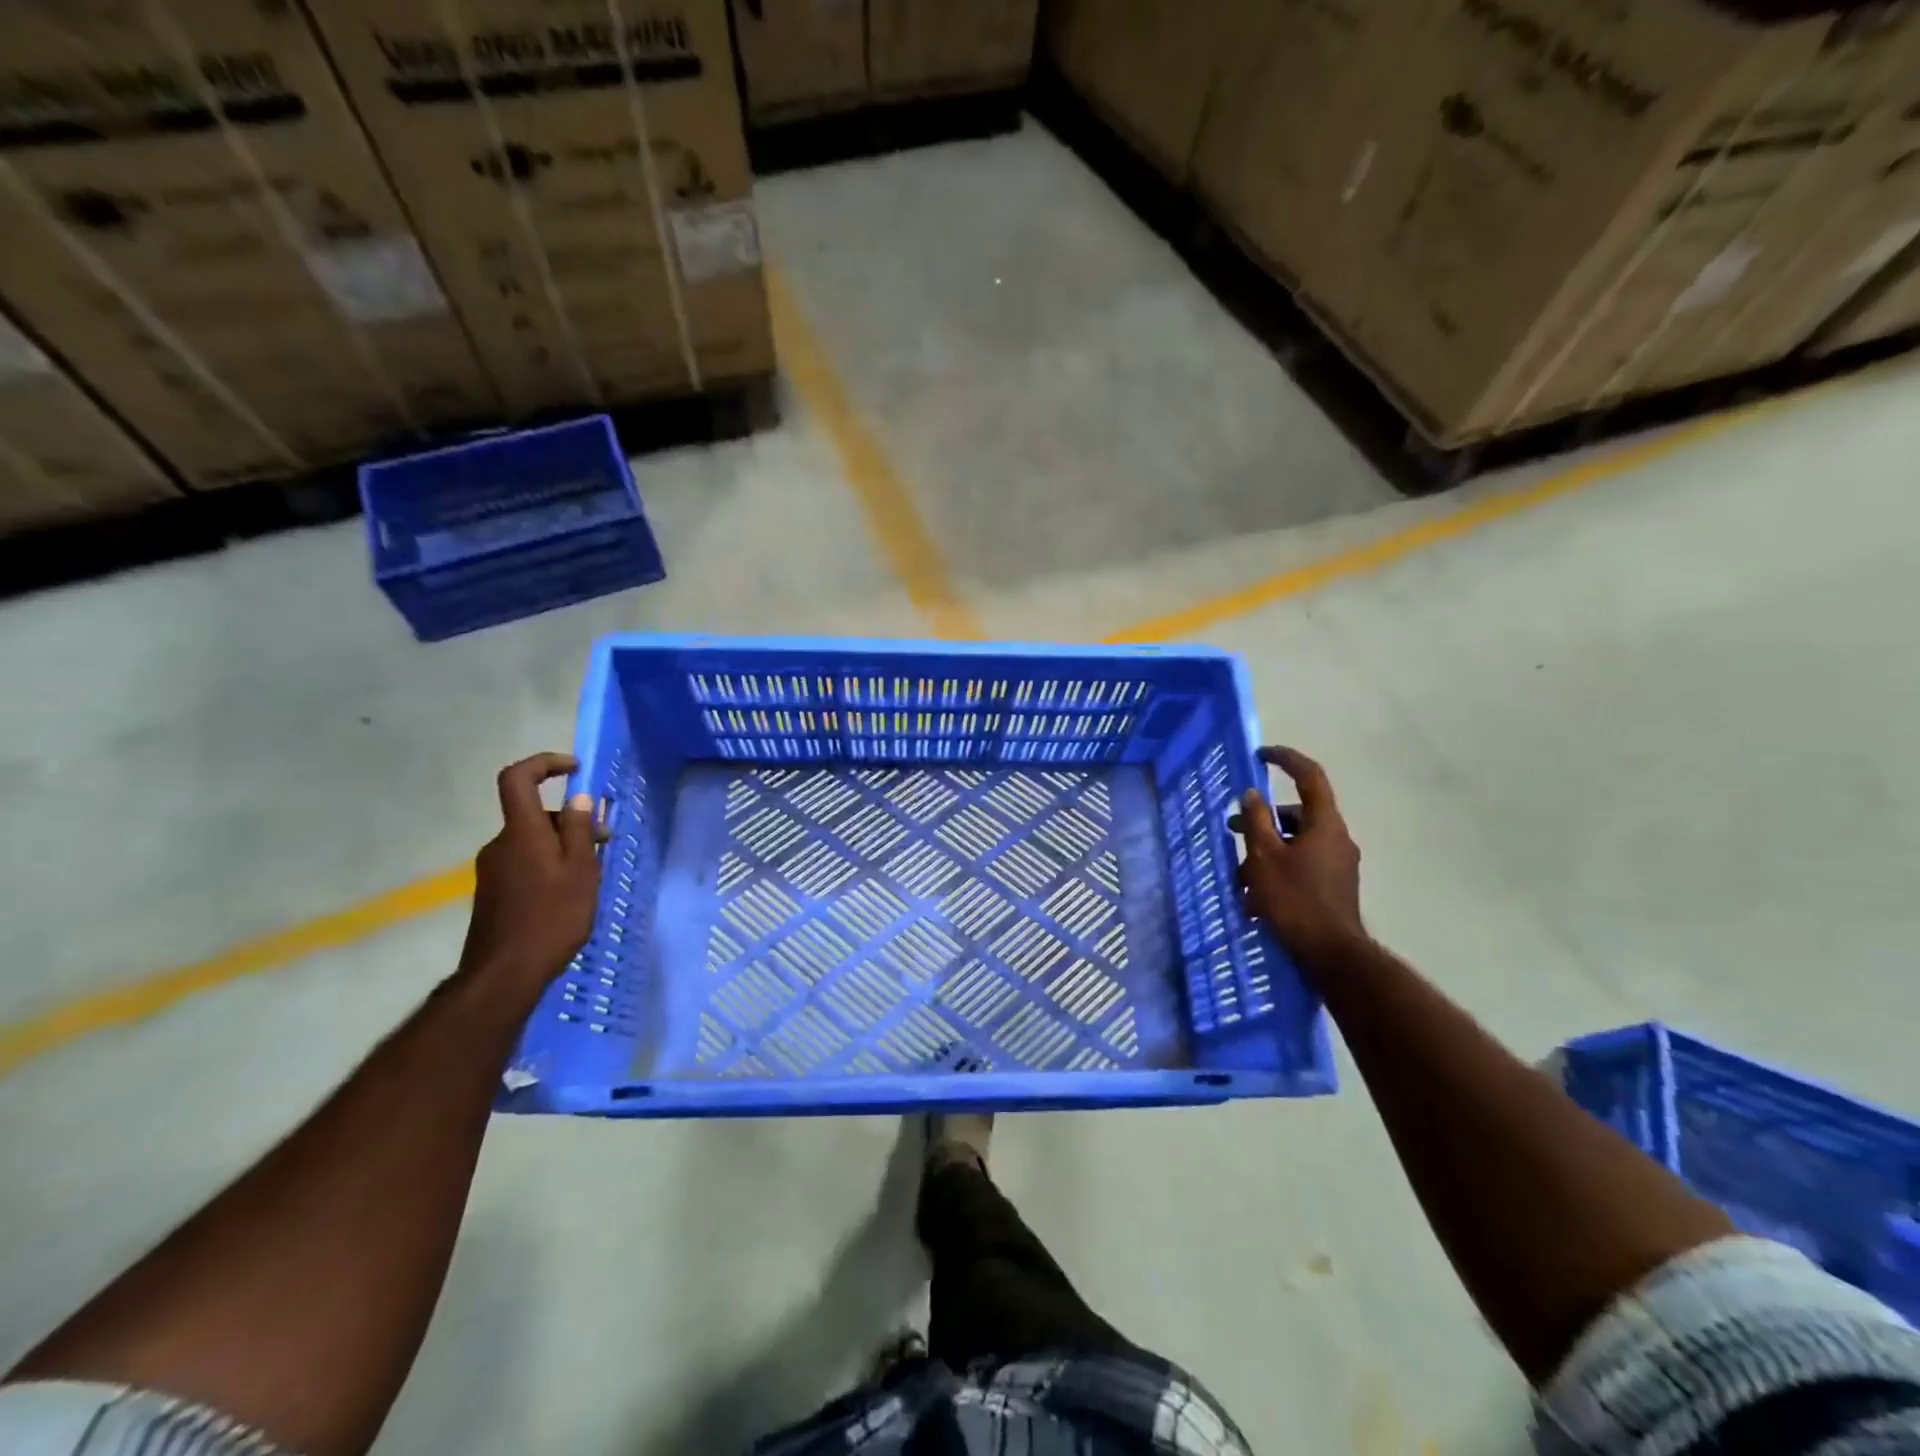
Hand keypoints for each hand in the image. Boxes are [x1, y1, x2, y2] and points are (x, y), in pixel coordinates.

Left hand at [457, 753, 602, 999]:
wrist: (504, 975)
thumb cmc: (551, 917)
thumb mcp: (580, 871)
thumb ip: (580, 831)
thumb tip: (579, 798)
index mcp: (522, 832)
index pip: (518, 779)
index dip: (544, 763)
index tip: (575, 769)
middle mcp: (501, 844)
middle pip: (534, 814)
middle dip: (572, 818)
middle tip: (605, 839)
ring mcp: (493, 869)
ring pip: (532, 840)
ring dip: (563, 844)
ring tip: (592, 871)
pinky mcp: (494, 891)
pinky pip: (525, 862)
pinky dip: (549, 863)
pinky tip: (569, 891)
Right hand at [1230, 746, 1366, 978]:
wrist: (1331, 955)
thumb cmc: (1294, 900)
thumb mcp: (1264, 857)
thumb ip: (1256, 821)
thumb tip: (1252, 794)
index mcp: (1324, 824)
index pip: (1309, 777)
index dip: (1286, 759)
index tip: (1261, 754)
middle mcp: (1337, 838)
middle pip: (1298, 813)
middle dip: (1263, 817)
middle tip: (1233, 828)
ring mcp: (1338, 863)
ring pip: (1297, 841)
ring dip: (1267, 847)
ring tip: (1239, 872)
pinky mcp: (1334, 885)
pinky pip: (1303, 863)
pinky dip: (1279, 866)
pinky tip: (1256, 893)